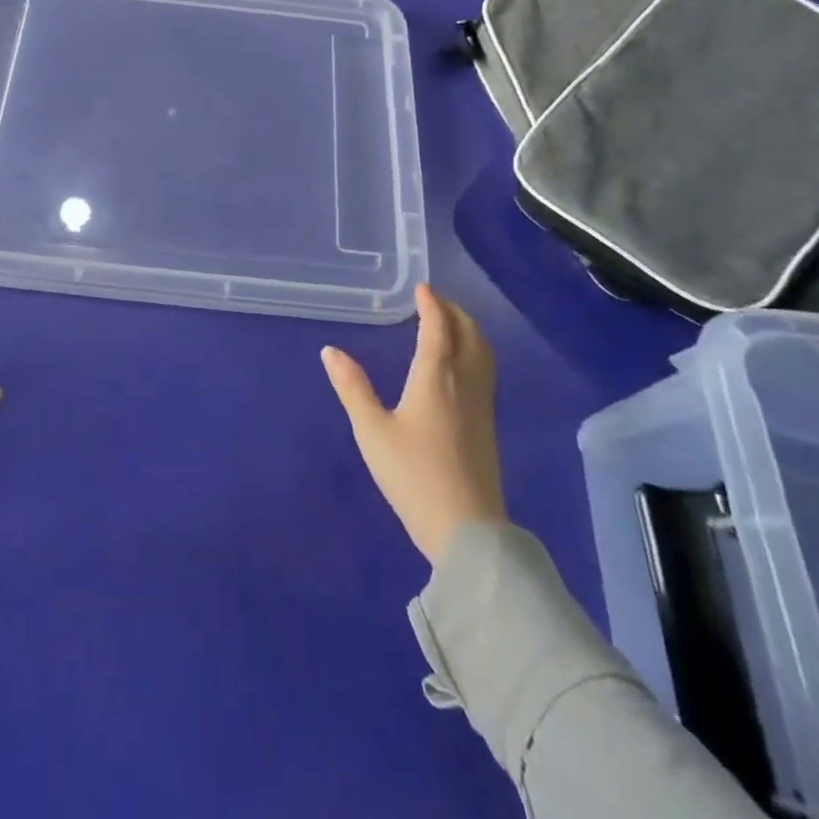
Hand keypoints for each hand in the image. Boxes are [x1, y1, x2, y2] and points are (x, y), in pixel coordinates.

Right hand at [322, 284, 506, 564]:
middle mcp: (464, 381)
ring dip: (468, 328)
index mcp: (435, 376)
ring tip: (449, 324)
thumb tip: (330, 351)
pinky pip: (486, 369)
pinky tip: (460, 364)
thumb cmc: (413, 475)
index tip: (421, 289)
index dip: (431, 304)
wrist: (466, 529)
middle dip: (453, 311)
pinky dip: (474, 350)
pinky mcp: (488, 423)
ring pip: (483, 350)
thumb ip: (352, 388)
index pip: (439, 326)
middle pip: (469, 332)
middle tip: (433, 301)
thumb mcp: (372, 431)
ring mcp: (482, 403)